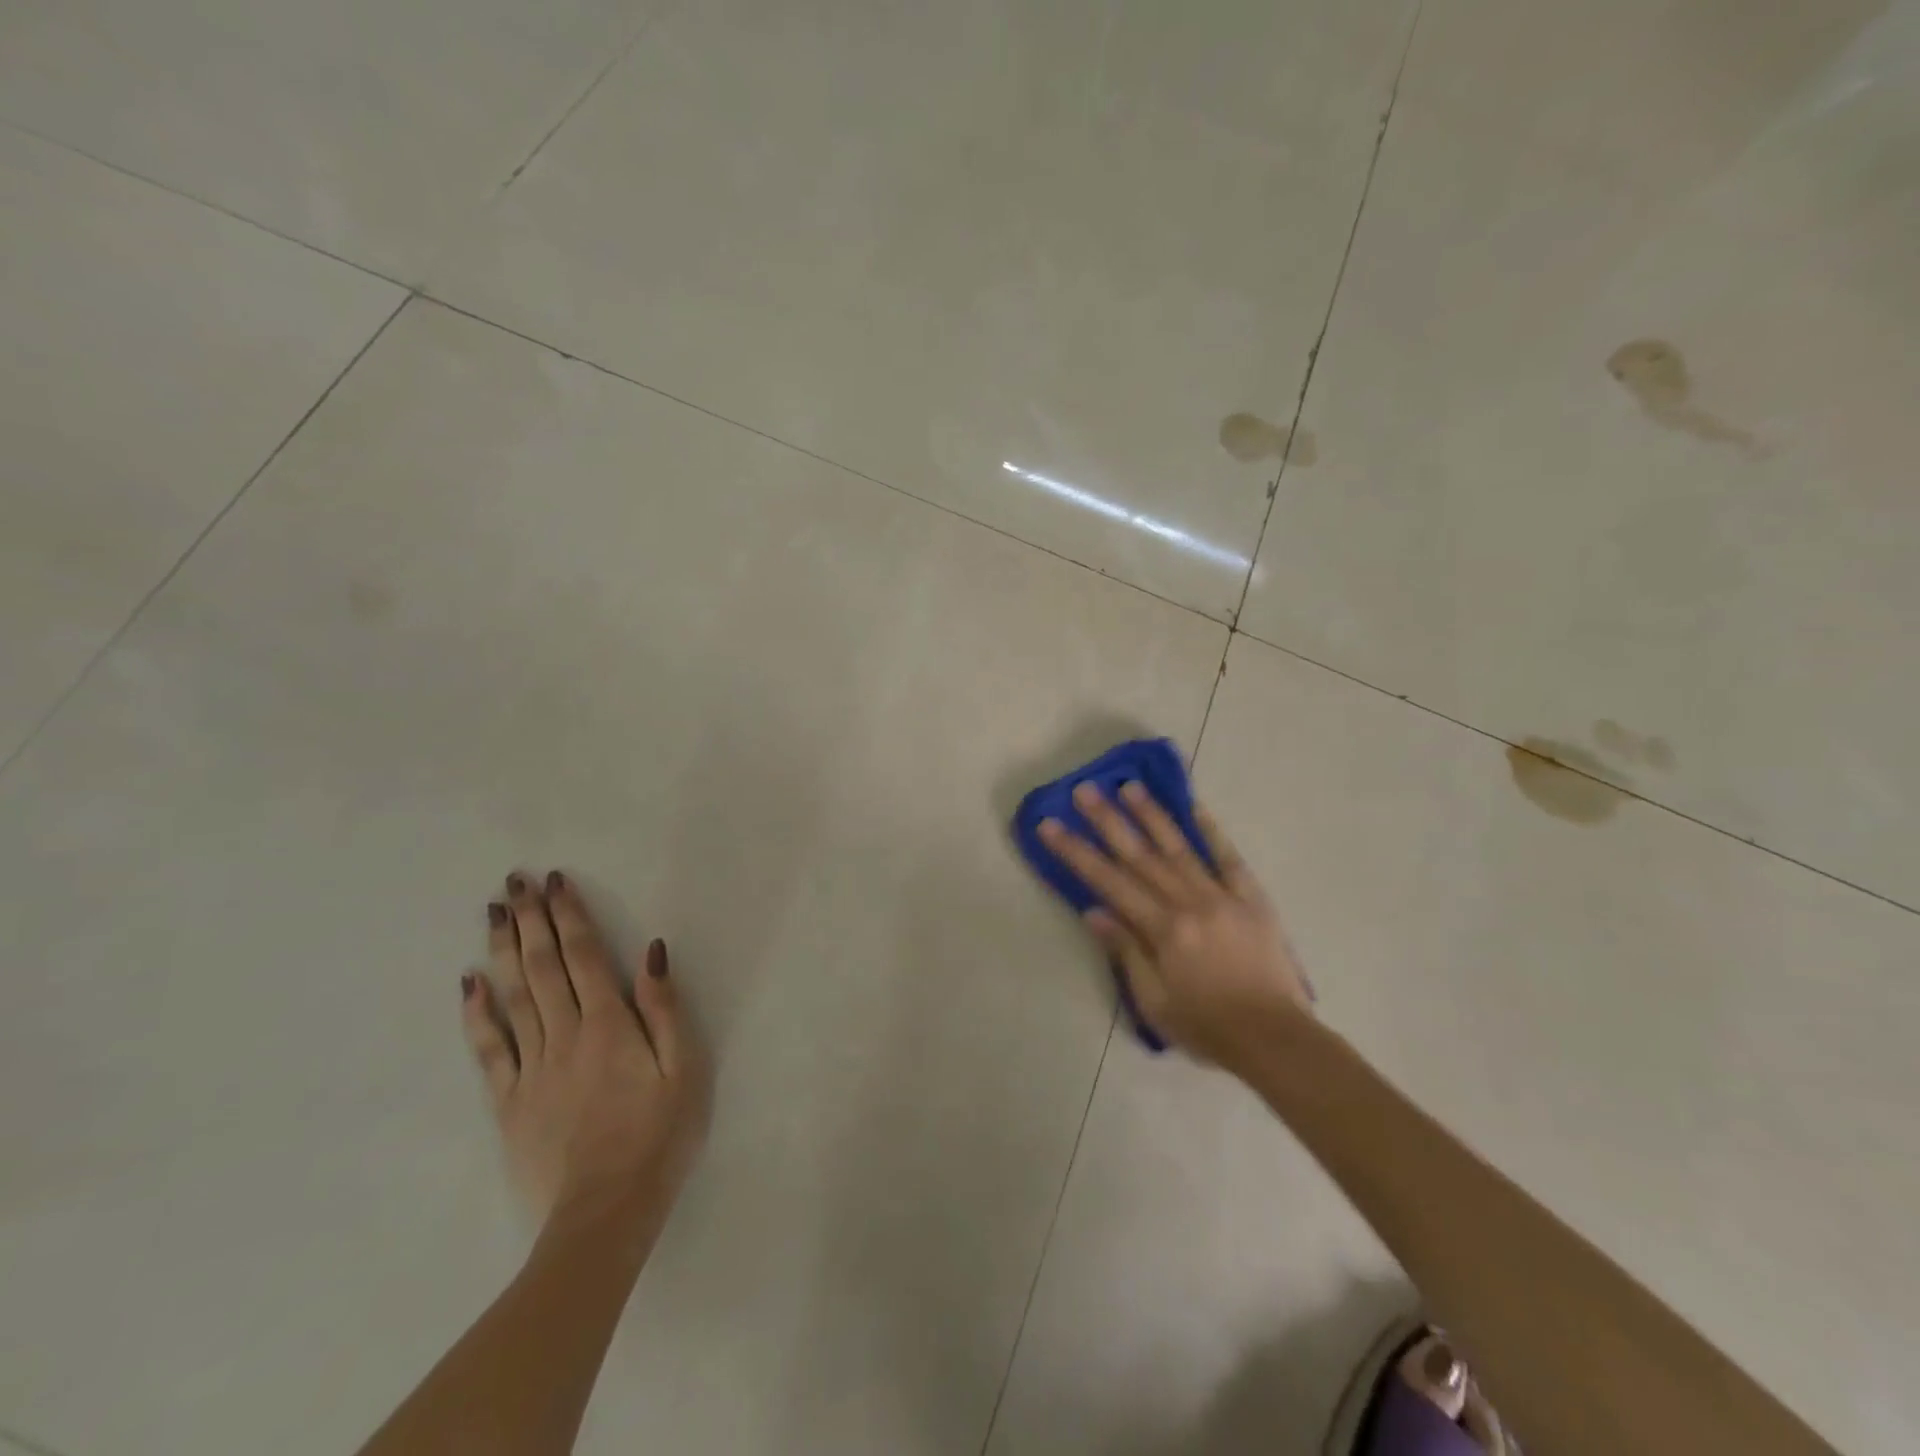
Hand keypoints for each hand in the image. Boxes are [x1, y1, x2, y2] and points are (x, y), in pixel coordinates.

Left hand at [461, 871, 710, 1225]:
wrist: (605, 1213)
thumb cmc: (659, 1136)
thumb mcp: (684, 1068)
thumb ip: (665, 1009)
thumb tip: (651, 952)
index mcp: (609, 1024)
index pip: (585, 956)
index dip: (569, 916)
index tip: (553, 881)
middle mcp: (565, 1034)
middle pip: (542, 967)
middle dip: (529, 920)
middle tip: (513, 882)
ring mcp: (531, 1068)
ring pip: (512, 997)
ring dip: (501, 951)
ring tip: (492, 914)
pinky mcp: (509, 1101)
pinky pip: (488, 1049)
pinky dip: (476, 1014)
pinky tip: (468, 985)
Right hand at [1038, 782, 1312, 1067]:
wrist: (1276, 1039)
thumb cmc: (1208, 1027)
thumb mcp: (1155, 1002)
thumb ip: (1126, 952)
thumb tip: (1094, 911)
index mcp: (1164, 930)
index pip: (1109, 882)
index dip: (1076, 852)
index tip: (1051, 825)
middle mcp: (1190, 903)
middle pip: (1141, 856)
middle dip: (1108, 821)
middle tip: (1085, 790)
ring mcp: (1223, 896)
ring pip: (1180, 848)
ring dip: (1152, 815)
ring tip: (1130, 786)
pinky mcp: (1252, 899)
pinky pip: (1229, 858)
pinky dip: (1212, 831)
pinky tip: (1196, 807)